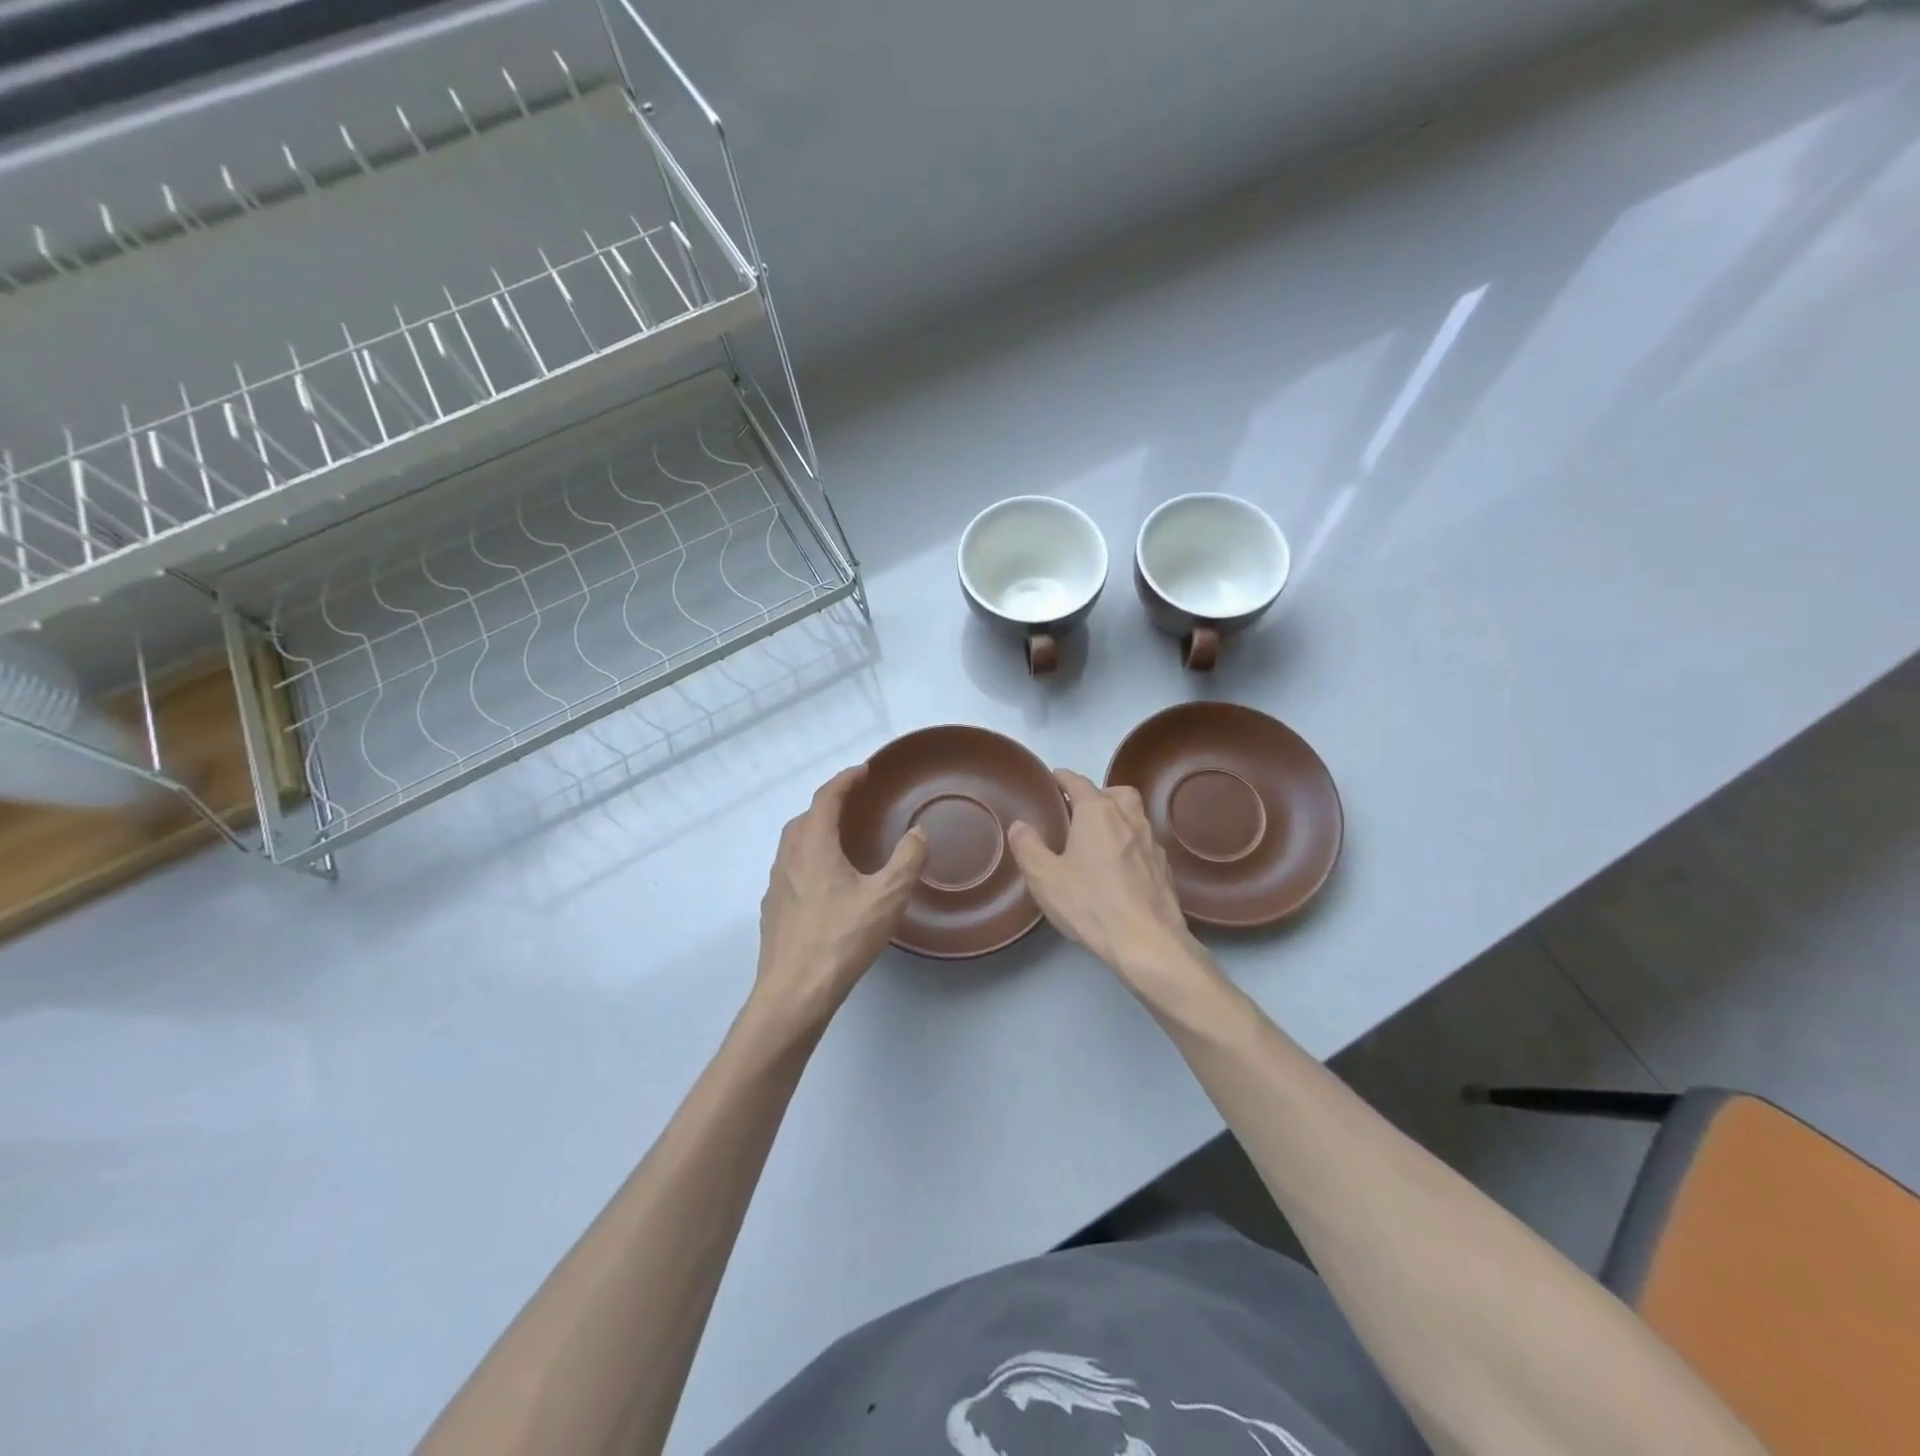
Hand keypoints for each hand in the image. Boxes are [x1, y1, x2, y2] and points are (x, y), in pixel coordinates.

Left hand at [752, 765, 926, 1027]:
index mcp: (813, 845)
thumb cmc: (841, 938)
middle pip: (806, 817)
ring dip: (817, 831)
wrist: (794, 992)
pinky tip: (827, 883)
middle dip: (830, 803)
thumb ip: (907, 860)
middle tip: (856, 803)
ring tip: (843, 839)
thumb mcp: (887, 897)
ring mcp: (776, 885)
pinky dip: (810, 859)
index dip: (845, 780)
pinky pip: (792, 869)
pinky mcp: (774, 910)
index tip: (864, 771)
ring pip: (795, 844)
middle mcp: (789, 857)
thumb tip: (918, 832)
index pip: (826, 798)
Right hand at [1008, 770, 1212, 1002]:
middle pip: (1116, 793)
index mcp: (1098, 812)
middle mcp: (1129, 818)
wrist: (1146, 940)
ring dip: (1118, 818)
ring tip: (1099, 839)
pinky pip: (1144, 844)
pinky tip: (1120, 868)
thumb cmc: (1090, 902)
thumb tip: (1019, 825)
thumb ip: (1028, 847)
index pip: (1078, 783)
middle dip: (1098, 794)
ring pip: (1134, 816)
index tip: (1054, 777)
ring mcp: (1151, 842)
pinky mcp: (1164, 868)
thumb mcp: (1044, 877)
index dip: (1064, 778)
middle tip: (1080, 811)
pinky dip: (1131, 845)